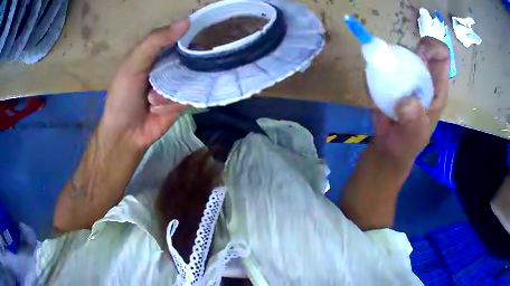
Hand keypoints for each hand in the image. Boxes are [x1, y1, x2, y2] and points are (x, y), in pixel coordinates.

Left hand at [100, 19, 189, 150]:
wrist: (126, 134)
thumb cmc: (123, 97)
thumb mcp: (132, 64)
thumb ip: (154, 42)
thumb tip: (186, 22)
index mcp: (157, 52)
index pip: (179, 35)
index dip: (192, 30)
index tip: (208, 26)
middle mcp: (170, 64)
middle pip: (192, 53)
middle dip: (197, 53)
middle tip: (197, 56)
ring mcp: (178, 83)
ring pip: (194, 74)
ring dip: (179, 83)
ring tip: (156, 96)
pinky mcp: (184, 100)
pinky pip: (191, 94)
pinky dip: (175, 100)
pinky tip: (159, 108)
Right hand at [371, 37, 449, 165]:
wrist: (388, 147)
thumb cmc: (407, 143)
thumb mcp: (415, 136)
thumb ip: (414, 122)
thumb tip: (405, 101)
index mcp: (436, 87)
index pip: (442, 56)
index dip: (434, 47)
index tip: (420, 53)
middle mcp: (422, 76)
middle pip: (418, 48)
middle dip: (406, 50)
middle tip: (392, 65)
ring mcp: (405, 75)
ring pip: (399, 52)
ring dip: (387, 58)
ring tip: (381, 78)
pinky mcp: (388, 77)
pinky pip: (381, 64)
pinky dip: (375, 69)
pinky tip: (374, 89)